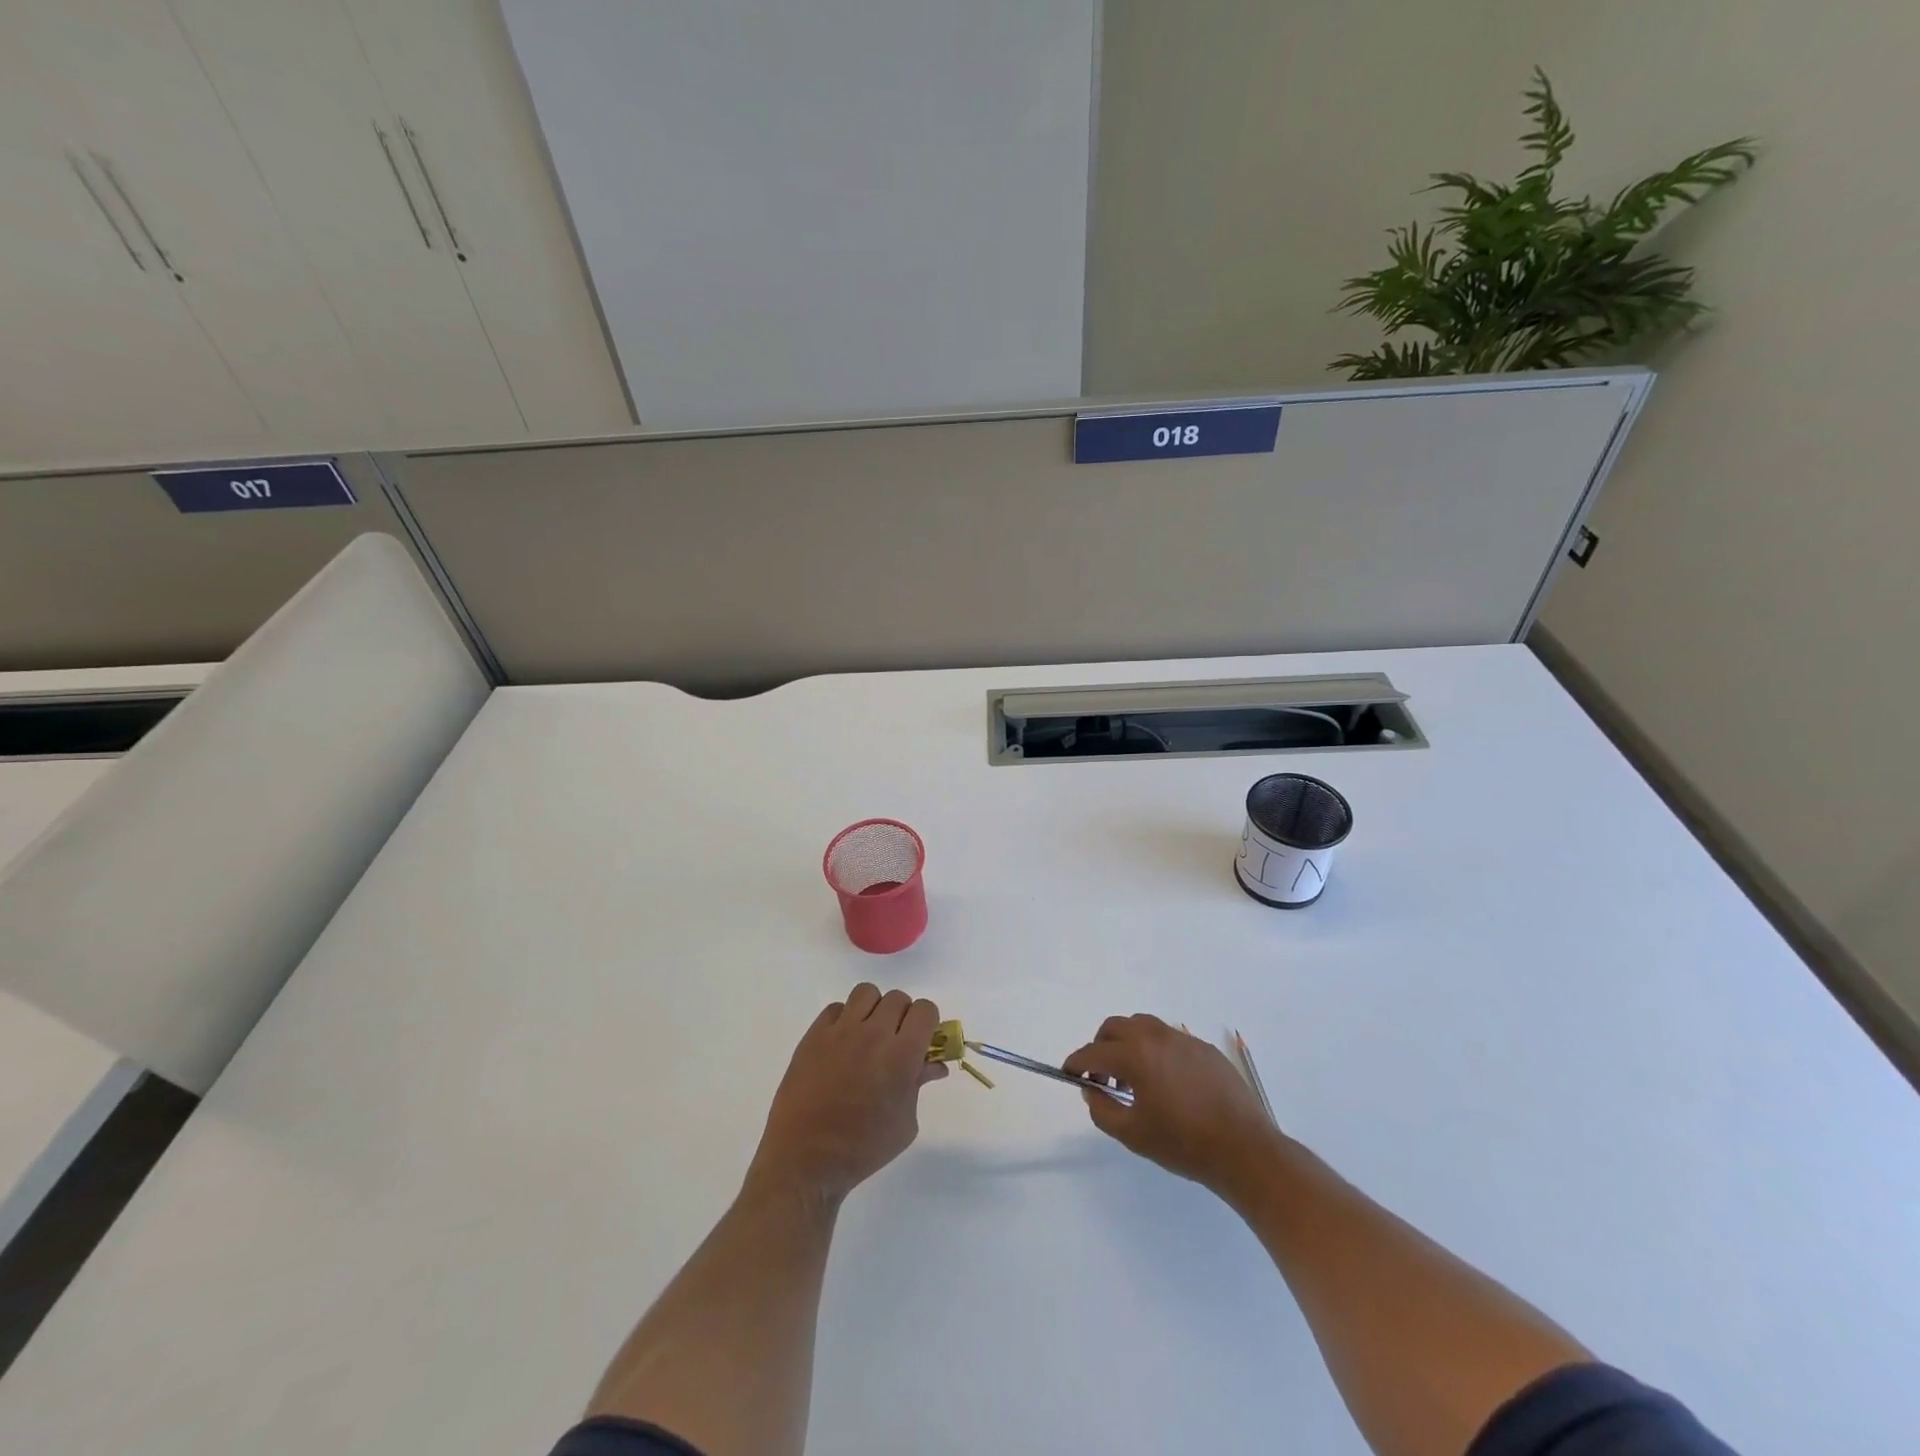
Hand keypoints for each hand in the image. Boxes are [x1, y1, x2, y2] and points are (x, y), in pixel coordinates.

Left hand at [744, 983, 946, 1205]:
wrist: (806, 1160)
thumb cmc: (863, 1149)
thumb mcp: (905, 1123)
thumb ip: (919, 1084)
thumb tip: (933, 1064)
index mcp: (902, 1055)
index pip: (925, 1010)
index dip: (928, 1022)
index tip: (923, 1039)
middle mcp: (873, 1034)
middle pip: (898, 999)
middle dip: (903, 1017)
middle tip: (895, 1041)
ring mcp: (841, 1031)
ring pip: (867, 993)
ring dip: (874, 1010)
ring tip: (868, 1035)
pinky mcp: (814, 1035)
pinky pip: (836, 1008)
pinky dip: (844, 1019)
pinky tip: (842, 1043)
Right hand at [1063, 1014, 1280, 1196]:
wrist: (1244, 1149)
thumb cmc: (1183, 1143)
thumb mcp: (1133, 1134)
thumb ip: (1102, 1109)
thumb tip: (1091, 1090)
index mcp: (1136, 1055)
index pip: (1094, 1052)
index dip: (1076, 1063)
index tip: (1069, 1074)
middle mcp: (1157, 1037)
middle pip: (1116, 1027)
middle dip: (1101, 1046)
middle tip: (1101, 1076)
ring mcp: (1183, 1040)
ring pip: (1143, 1027)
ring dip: (1128, 1044)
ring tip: (1133, 1077)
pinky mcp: (1204, 1048)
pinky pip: (1169, 1039)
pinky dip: (1155, 1051)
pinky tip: (1166, 1082)